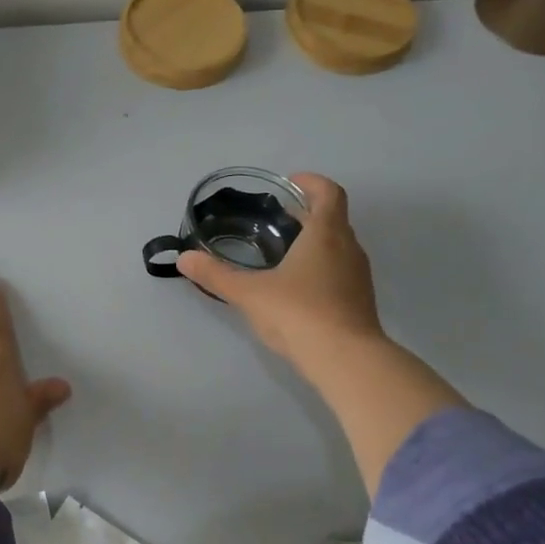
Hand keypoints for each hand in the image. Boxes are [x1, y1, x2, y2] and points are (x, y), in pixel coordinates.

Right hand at [176, 173, 384, 377]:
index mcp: (326, 234)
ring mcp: (358, 276)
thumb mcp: (249, 293)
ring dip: (316, 242)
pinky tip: (297, 288)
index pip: (329, 193)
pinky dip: (321, 267)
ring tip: (283, 253)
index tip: (289, 184)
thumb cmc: (299, 314)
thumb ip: (216, 274)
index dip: (311, 183)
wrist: (346, 360)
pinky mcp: (360, 301)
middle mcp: (348, 248)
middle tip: (277, 219)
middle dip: (307, 214)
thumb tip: (184, 258)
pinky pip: (341, 271)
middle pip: (333, 219)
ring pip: (339, 246)